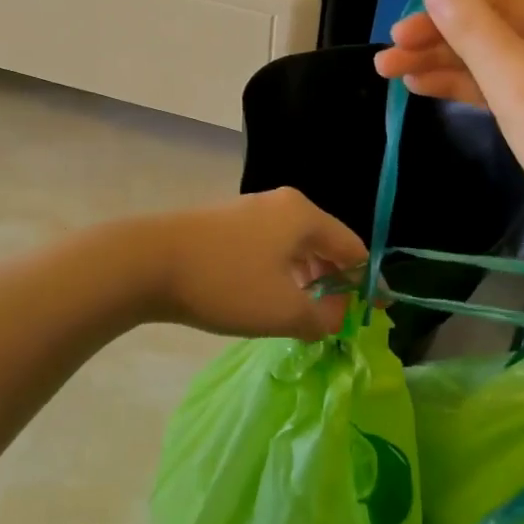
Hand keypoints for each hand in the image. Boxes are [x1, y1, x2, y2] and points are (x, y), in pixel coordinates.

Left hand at [140, 187, 367, 340]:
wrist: (147, 262)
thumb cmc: (226, 283)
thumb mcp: (284, 310)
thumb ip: (324, 317)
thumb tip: (339, 315)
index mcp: (303, 215)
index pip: (353, 247)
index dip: (368, 282)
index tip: (376, 314)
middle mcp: (280, 204)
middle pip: (324, 243)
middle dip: (336, 281)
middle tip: (339, 318)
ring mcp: (248, 212)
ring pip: (293, 247)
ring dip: (306, 280)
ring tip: (305, 314)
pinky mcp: (224, 225)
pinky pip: (267, 249)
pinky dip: (279, 274)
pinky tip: (269, 298)